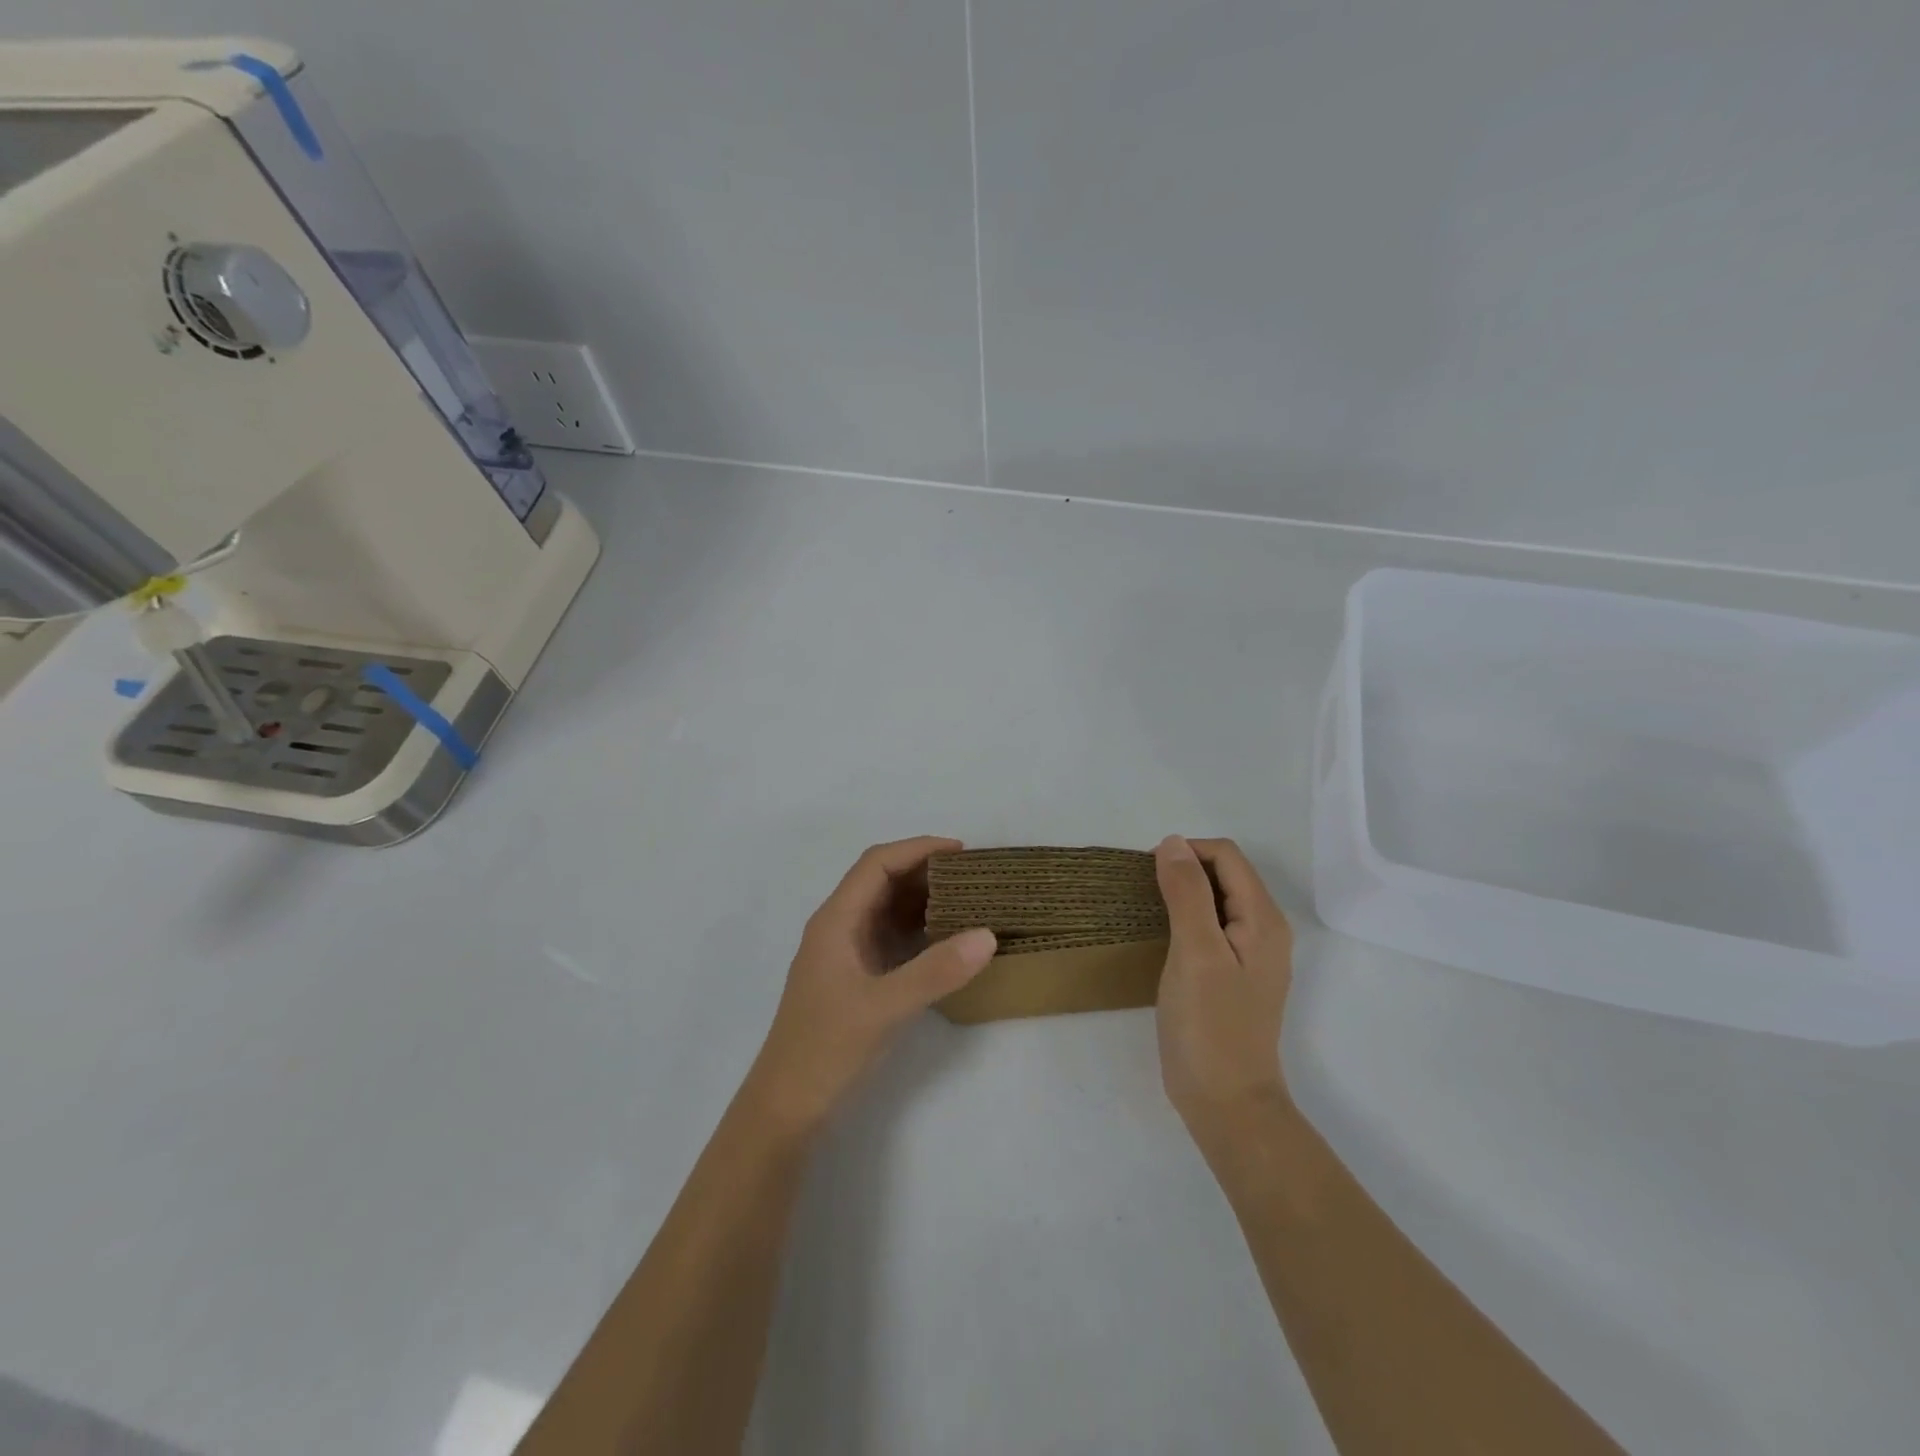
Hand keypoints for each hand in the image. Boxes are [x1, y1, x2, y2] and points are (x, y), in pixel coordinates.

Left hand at [747, 837, 996, 1129]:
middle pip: (882, 881)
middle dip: (925, 871)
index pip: (876, 863)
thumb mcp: (884, 1008)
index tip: (961, 851)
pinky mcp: (856, 978)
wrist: (787, 1107)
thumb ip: (936, 971)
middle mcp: (839, 928)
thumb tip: (988, 935)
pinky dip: (919, 929)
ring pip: (887, 909)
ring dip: (923, 900)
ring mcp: (846, 953)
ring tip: (970, 900)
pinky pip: (891, 938)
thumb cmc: (826, 1049)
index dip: (917, 849)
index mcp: (836, 921)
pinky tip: (948, 939)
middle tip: (974, 876)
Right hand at [1154, 836, 1294, 1133]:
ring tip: (1147, 909)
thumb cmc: (1210, 1026)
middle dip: (1184, 870)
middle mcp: (1264, 930)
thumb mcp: (1195, 952)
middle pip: (1225, 874)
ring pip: (1216, 900)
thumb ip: (1187, 893)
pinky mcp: (1233, 975)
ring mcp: (1251, 955)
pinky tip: (1162, 937)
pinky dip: (1186, 918)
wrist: (1226, 1103)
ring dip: (1183, 893)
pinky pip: (1211, 927)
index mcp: (1263, 919)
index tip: (1146, 872)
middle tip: (1143, 892)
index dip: (1186, 852)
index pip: (1227, 857)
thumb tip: (1173, 842)